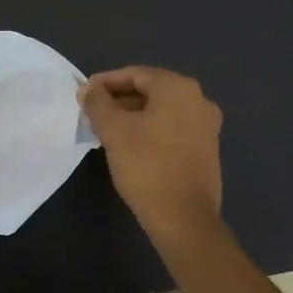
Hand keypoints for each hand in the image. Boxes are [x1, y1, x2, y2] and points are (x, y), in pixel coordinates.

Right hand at [79, 66, 223, 241]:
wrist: (184, 218)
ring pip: (161, 111)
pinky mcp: (207, 149)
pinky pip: (173, 128)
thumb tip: (88, 89)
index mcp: (179, 88)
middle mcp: (199, 100)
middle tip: (93, 113)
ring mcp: (206, 126)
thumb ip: (98, 104)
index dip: (107, 82)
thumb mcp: (114, 131)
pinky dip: (150, 129)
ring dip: (133, 116)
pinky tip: (130, 145)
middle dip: (120, 99)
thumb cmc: (147, 166)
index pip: (136, 74)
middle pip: (151, 91)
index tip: (85, 93)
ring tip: (106, 130)